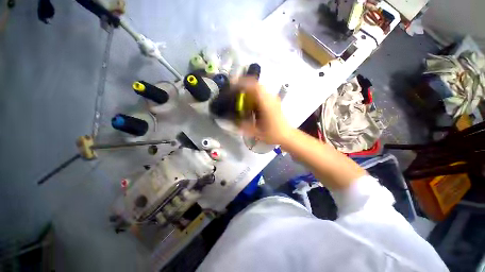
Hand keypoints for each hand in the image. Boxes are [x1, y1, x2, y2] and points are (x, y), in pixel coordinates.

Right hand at [234, 77, 291, 144]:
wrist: (287, 135)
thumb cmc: (272, 134)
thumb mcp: (256, 132)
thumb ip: (243, 125)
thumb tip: (232, 120)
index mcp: (266, 104)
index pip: (255, 87)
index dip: (243, 83)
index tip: (233, 86)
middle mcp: (270, 98)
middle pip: (256, 85)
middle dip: (244, 86)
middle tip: (235, 92)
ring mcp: (273, 99)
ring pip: (259, 88)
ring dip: (249, 90)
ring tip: (241, 97)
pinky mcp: (273, 101)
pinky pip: (262, 93)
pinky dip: (254, 95)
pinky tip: (250, 103)